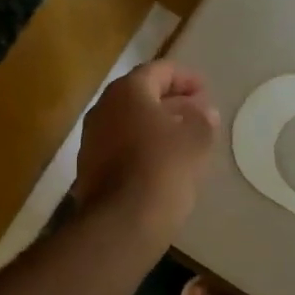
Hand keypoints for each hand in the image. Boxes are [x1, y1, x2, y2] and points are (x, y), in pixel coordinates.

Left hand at [73, 60, 220, 236]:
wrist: (122, 223)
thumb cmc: (163, 168)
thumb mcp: (196, 139)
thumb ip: (202, 120)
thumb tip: (204, 112)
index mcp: (127, 91)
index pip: (158, 71)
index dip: (185, 77)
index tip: (205, 90)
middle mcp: (104, 108)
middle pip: (141, 95)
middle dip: (171, 100)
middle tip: (197, 111)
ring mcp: (92, 140)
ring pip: (129, 121)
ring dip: (157, 124)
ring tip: (185, 136)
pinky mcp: (90, 168)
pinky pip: (121, 146)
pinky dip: (143, 145)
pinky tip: (164, 161)